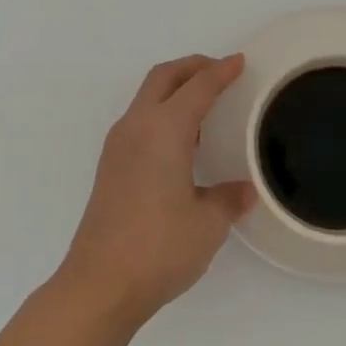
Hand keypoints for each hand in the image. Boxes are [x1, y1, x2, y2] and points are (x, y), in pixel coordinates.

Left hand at [56, 54, 254, 328]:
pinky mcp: (110, 166)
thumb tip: (245, 190)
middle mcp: (136, 127)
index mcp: (164, 130)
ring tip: (205, 104)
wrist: (100, 284)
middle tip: (220, 71)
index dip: (221, 72)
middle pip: (163, 78)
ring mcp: (117, 146)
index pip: (197, 87)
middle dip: (192, 67)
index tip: (239, 61)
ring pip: (147, 97)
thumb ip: (228, 198)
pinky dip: (163, 112)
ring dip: (174, 89)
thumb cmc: (159, 247)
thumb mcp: (208, 223)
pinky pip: (140, 121)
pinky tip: (182, 140)